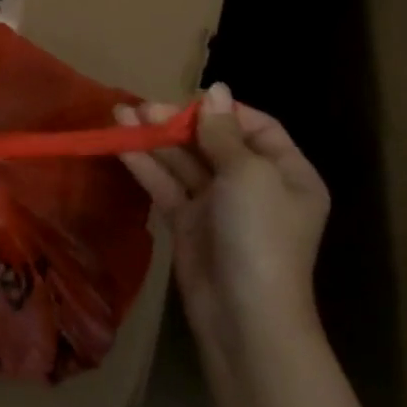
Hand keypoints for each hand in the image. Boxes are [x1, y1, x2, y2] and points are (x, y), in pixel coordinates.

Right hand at [118, 83, 329, 350]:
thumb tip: (216, 89)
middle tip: (142, 107)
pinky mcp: (188, 223)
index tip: (188, 100)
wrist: (245, 317)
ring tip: (120, 113)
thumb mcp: (248, 174)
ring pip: (184, 162)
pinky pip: (166, 186)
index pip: (257, 128)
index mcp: (287, 173)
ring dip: (154, 138)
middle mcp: (255, 185)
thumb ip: (223, 132)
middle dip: (178, 122)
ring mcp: (219, 206)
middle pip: (213, 141)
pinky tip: (120, 144)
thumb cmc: (260, 236)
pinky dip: (145, 164)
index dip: (223, 111)